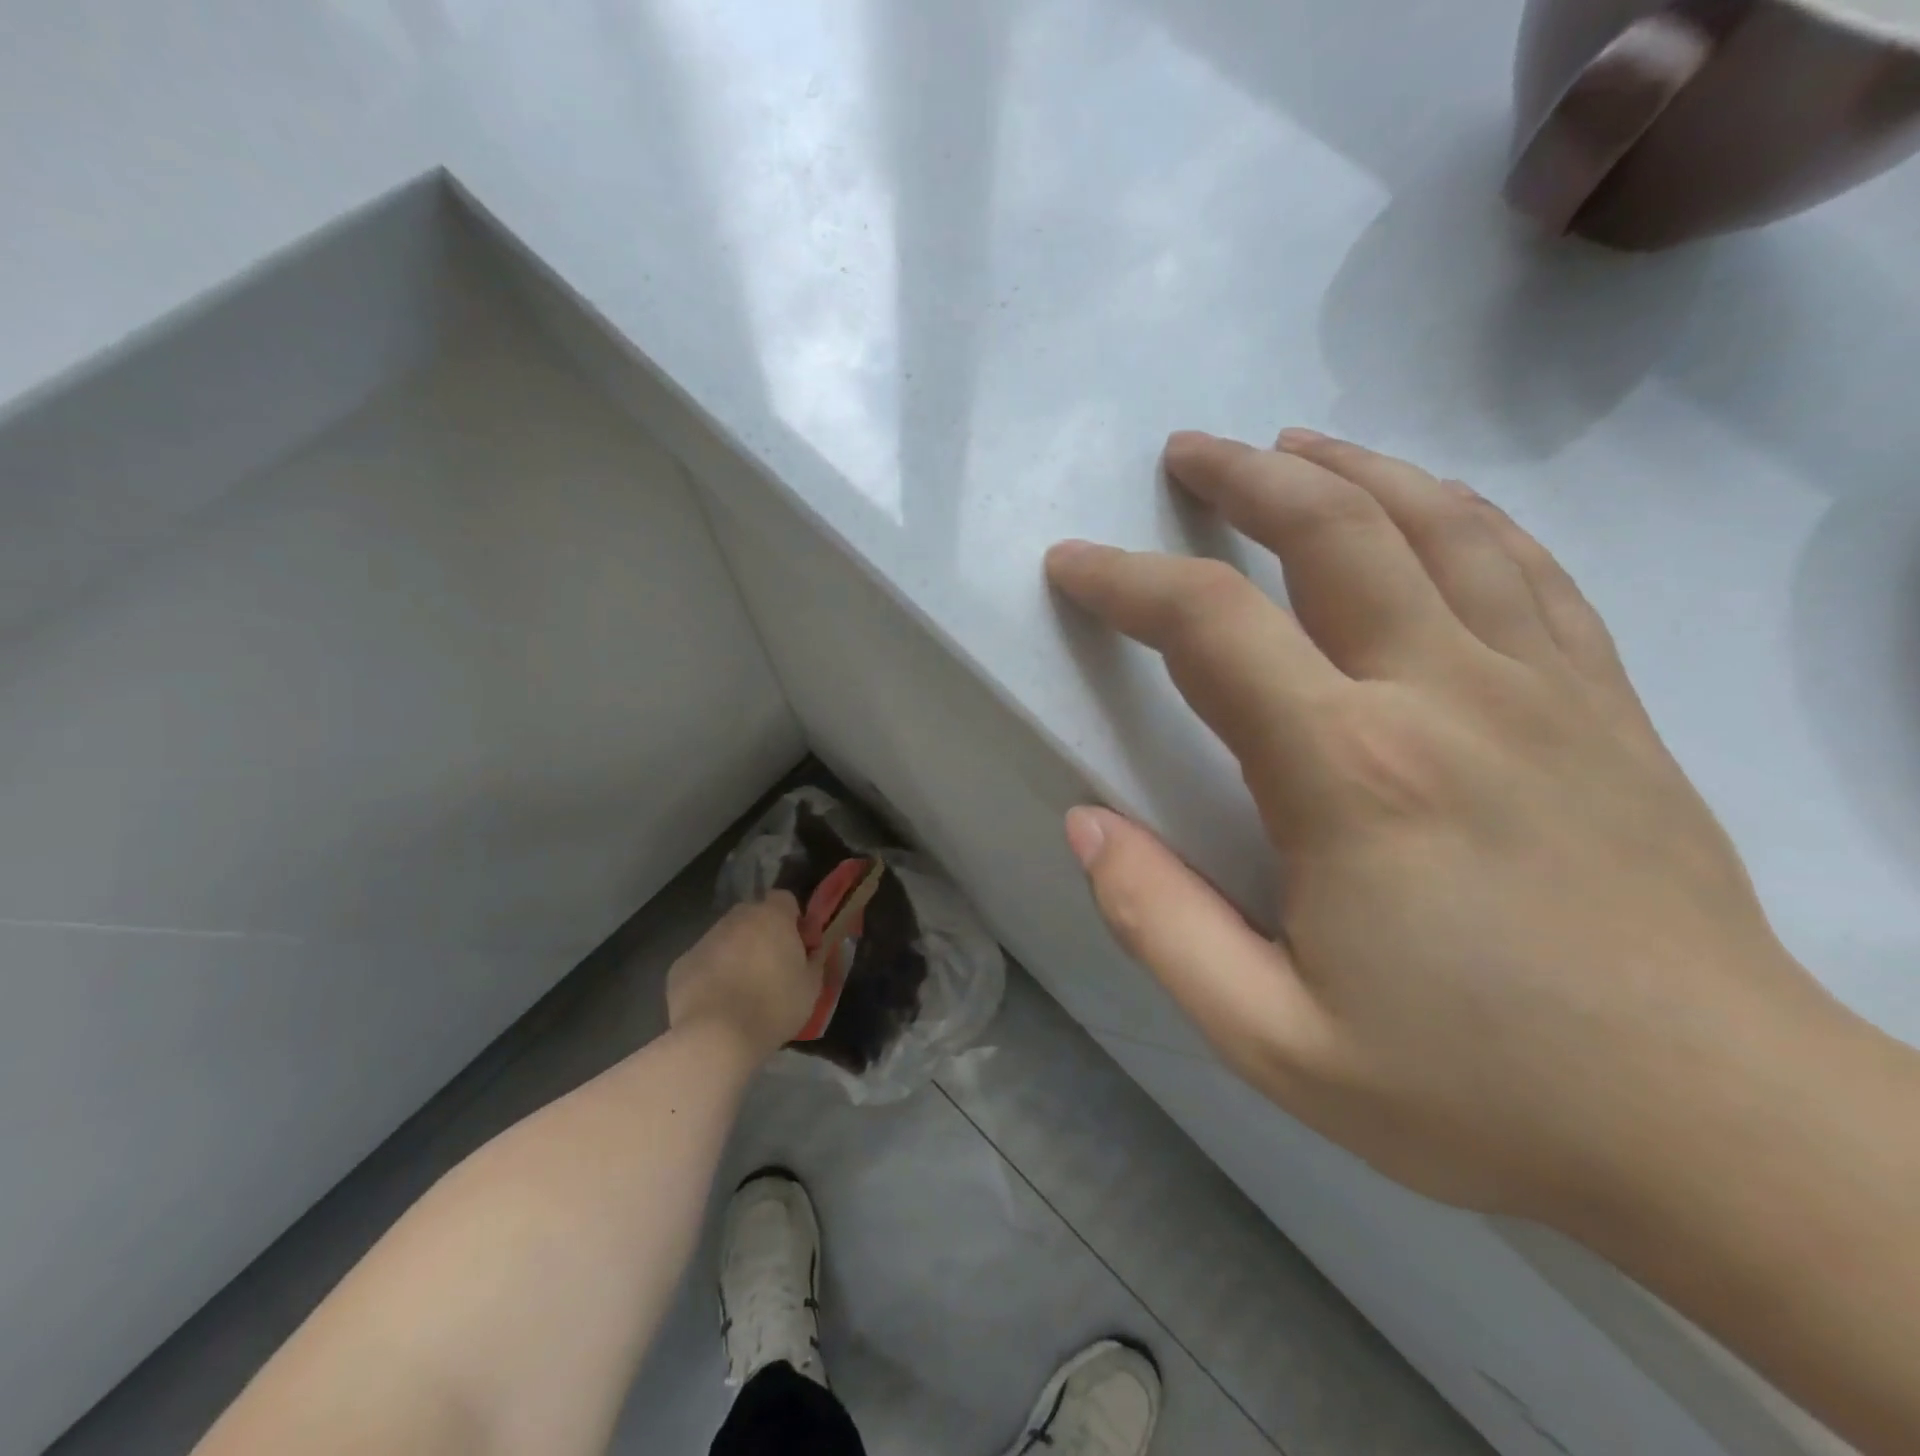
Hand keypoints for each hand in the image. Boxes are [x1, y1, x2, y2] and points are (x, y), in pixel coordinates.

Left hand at [666, 895, 818, 1059]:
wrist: (716, 1038)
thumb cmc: (773, 1007)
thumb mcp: (812, 986)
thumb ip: (814, 959)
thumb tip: (812, 951)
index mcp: (771, 917)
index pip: (784, 899)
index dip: (793, 920)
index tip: (798, 947)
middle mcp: (736, 919)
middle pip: (752, 916)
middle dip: (762, 934)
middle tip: (772, 968)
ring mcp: (705, 940)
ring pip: (726, 939)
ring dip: (736, 954)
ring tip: (742, 990)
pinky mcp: (681, 964)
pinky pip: (704, 962)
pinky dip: (711, 975)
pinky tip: (717, 1004)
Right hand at [1046, 430, 1849, 1223]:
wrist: (1719, 1134)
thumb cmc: (1475, 1092)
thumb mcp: (1272, 1039)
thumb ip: (1158, 922)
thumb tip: (1086, 824)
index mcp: (1347, 772)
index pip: (1208, 625)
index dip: (1124, 581)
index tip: (1073, 564)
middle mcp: (1442, 695)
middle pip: (1331, 529)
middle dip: (1241, 477)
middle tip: (1184, 454)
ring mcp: (1540, 688)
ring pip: (1437, 524)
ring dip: (1347, 470)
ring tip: (1289, 448)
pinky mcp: (1603, 705)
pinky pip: (1527, 567)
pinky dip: (1459, 512)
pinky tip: (1425, 504)